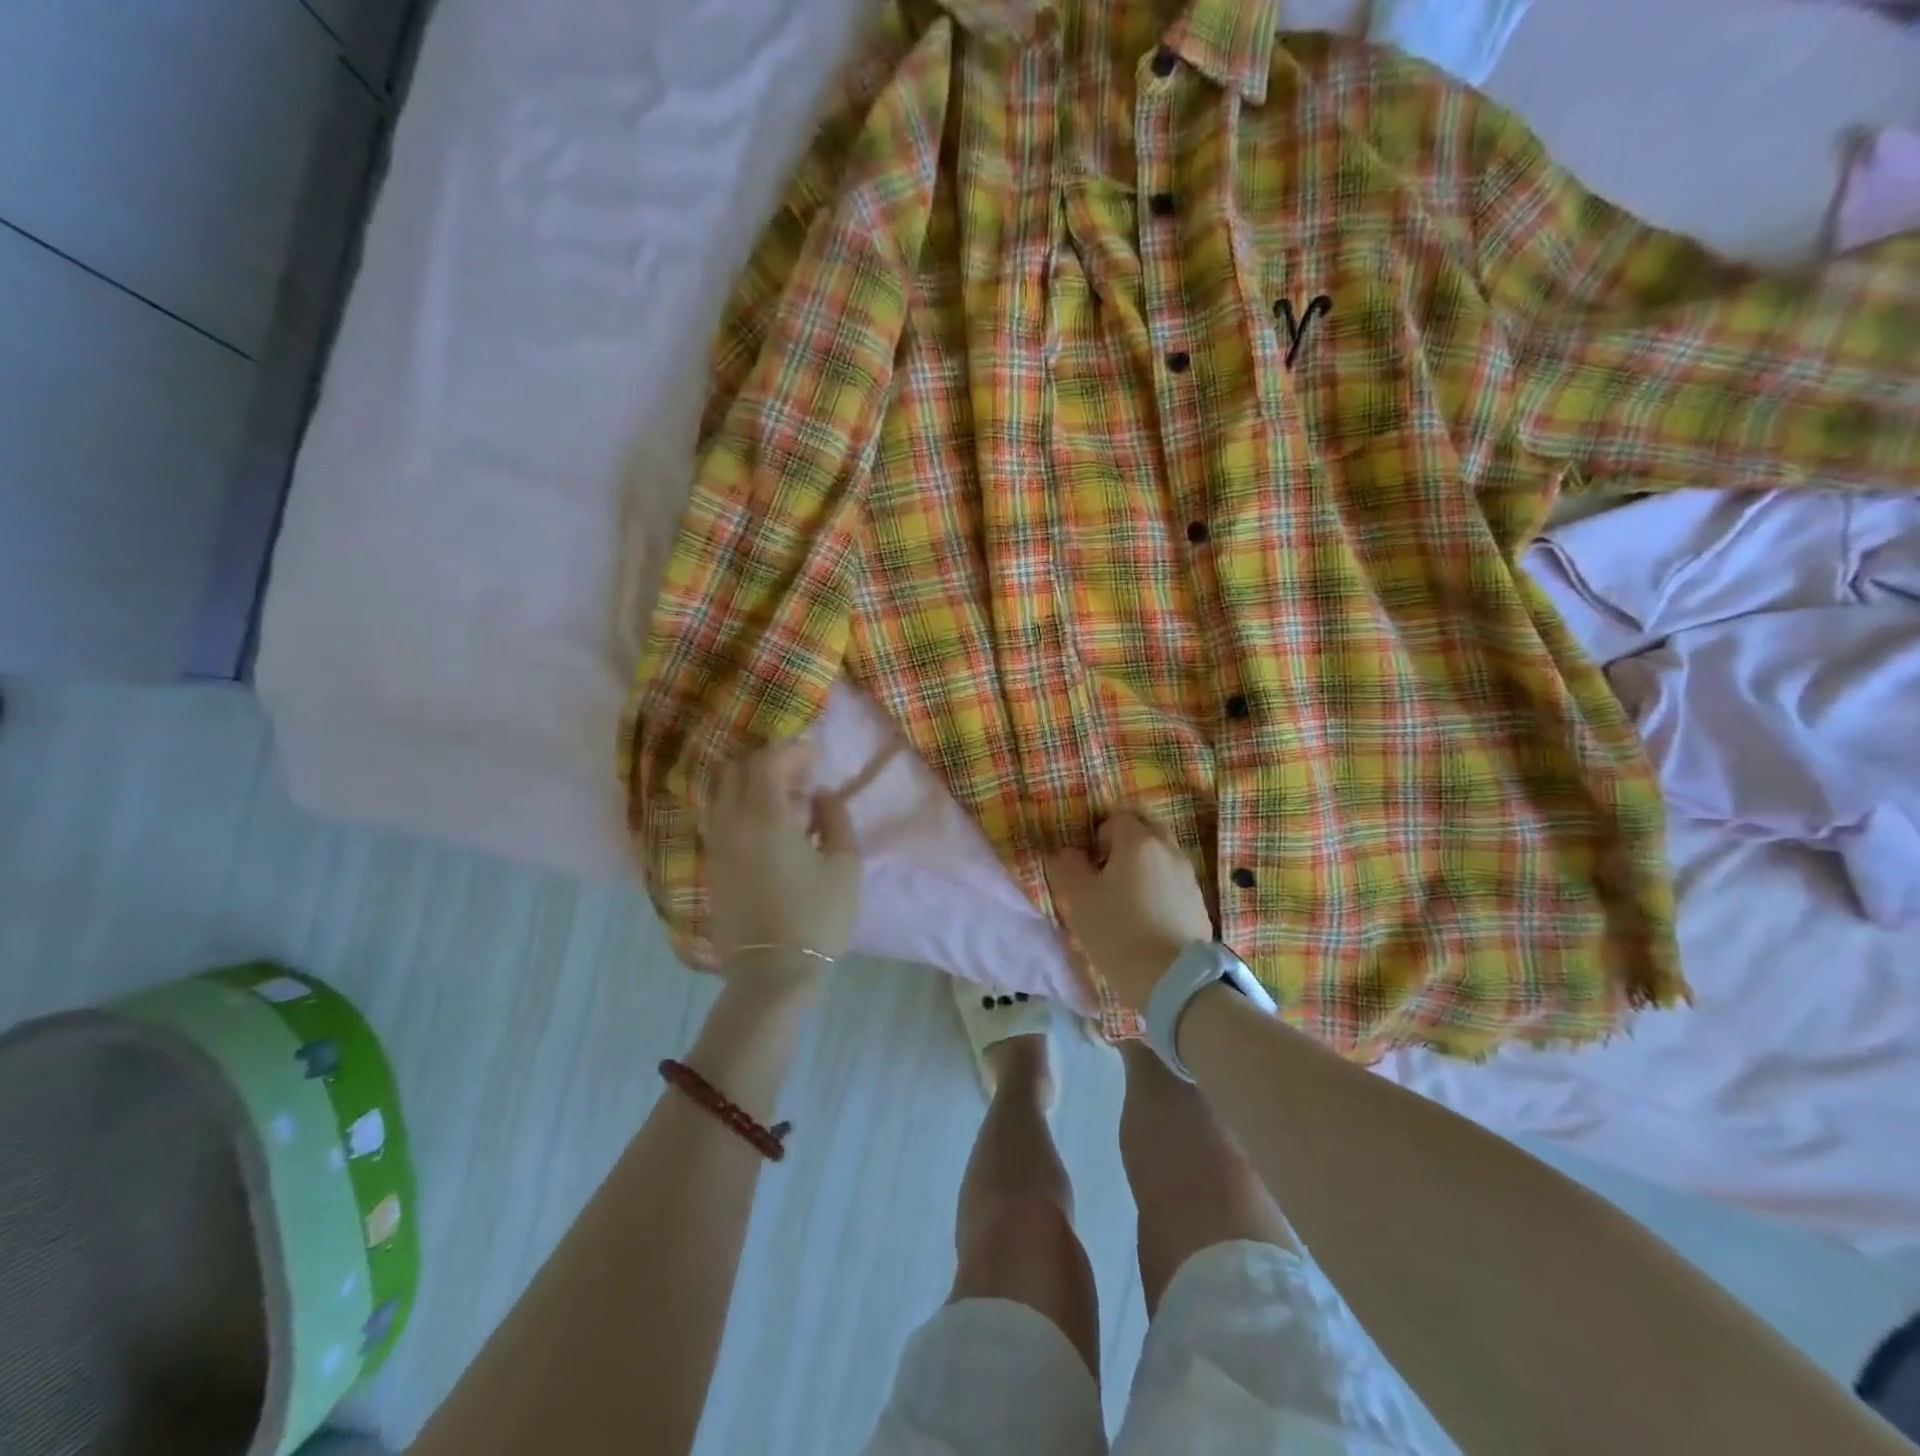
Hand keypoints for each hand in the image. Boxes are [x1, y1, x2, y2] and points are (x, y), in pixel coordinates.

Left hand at [704, 739, 859, 984]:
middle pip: (737, 771)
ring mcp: (716, 846)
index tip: (817, 758)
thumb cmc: (817, 917)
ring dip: (753, 787)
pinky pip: (722, 820)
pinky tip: (772, 831)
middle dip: (769, 764)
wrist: (772, 974)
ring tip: (788, 805)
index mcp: (764, 818)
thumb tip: (820, 796)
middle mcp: (731, 824)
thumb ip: (835, 818)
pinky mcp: (713, 868)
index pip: (767, 762)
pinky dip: (744, 810)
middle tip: (801, 777)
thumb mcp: (845, 864)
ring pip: (724, 795)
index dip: (793, 751)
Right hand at [1045, 813, 1213, 1010]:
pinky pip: (1174, 881)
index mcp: (1138, 842)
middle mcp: (1168, 850)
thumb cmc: (1117, 931)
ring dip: (1144, 865)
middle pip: (1146, 829)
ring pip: (1162, 855)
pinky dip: (1159, 887)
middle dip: (1126, 842)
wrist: (1171, 979)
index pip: (1116, 819)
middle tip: (1107, 870)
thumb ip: (1067, 866)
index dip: (1099, 836)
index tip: (1090, 864)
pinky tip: (1147, 916)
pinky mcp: (1198, 903)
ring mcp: (1188, 876)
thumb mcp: (1078, 898)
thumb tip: (1068, 853)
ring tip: (1126, 896)